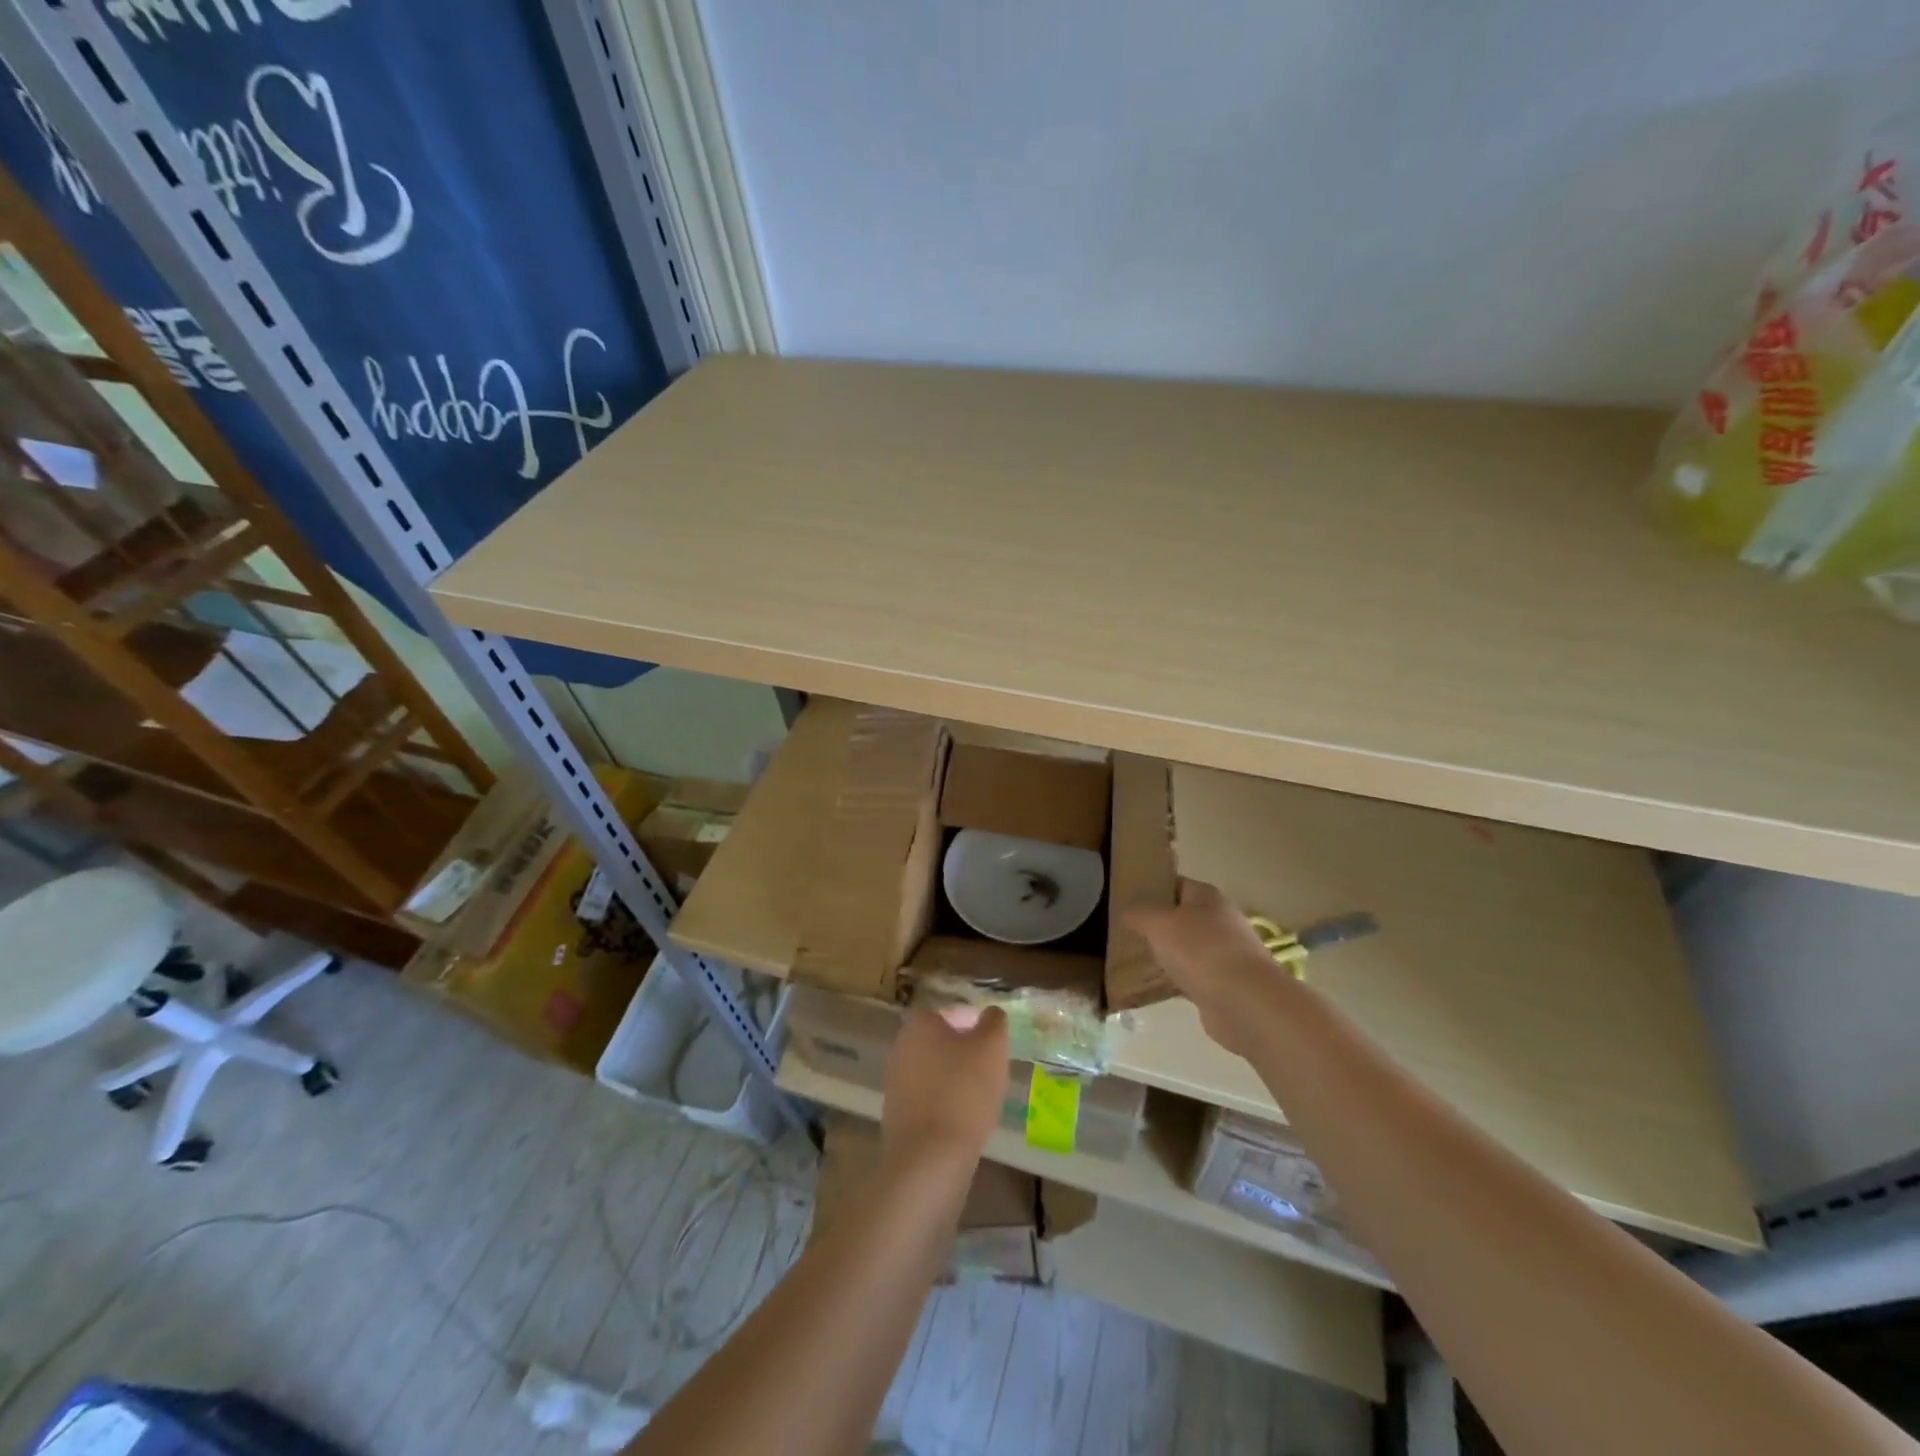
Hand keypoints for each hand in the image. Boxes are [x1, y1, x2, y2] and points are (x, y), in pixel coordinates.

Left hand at [881, 1005, 1008, 1165]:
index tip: (990, 1039)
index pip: (947, 1012)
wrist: (930, 1157)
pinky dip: (944, 1104)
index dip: (971, 1021)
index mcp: (918, 1025)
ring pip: (932, 1071)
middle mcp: (900, 1048)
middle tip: (989, 1067)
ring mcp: (894, 1083)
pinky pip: (926, 1100)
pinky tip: (964, 1120)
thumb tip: (990, 1014)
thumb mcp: (992, 1047)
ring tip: (981, 1096)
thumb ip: (994, 1022)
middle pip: (938, 1041)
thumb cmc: (963, 1090)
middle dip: (963, 1051)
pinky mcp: (896, 1116)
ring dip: (954, 1078)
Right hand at [1124, 878, 1288, 1056]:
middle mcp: (1219, 921)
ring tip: (1131, 959)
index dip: (1151, 888)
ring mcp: (1224, 954)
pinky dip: (1173, 980)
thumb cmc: (1200, 950)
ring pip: (1185, 949)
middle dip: (1155, 925)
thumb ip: (1139, 913)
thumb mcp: (1159, 923)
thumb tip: (1127, 911)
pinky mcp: (1223, 984)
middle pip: (1181, 917)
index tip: (1124, 898)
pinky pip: (1190, 976)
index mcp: (1207, 897)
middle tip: (1124, 931)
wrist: (1244, 1002)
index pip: (1175, 884)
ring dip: (1164, 954)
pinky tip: (1150, 987)